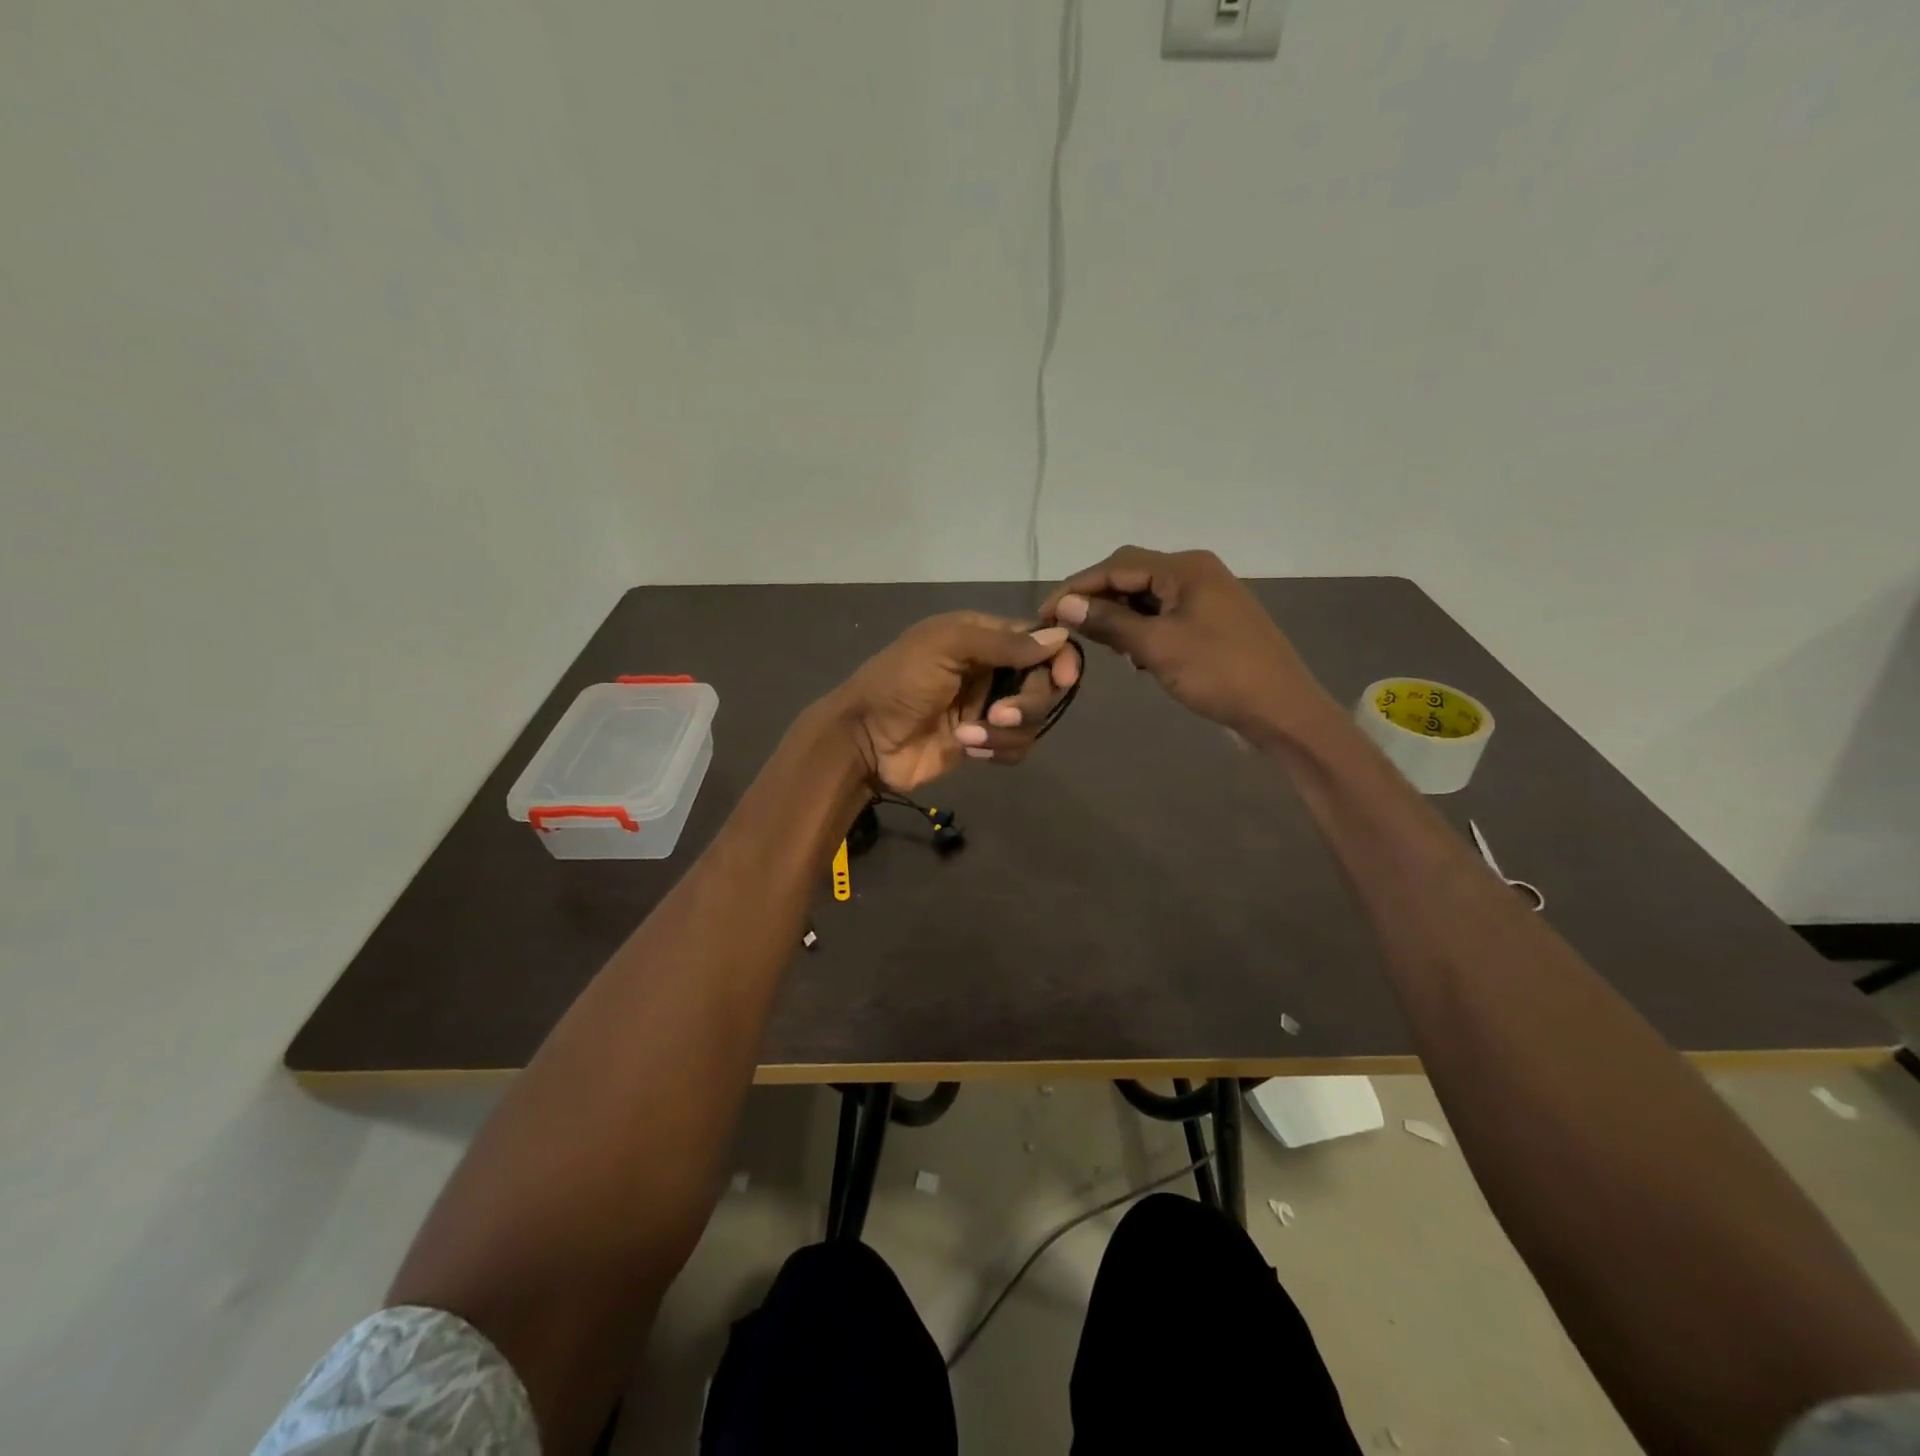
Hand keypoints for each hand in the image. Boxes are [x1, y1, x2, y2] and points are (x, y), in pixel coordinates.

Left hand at [826, 612, 1080, 792]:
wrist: (865, 739)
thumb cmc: (899, 682)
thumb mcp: (944, 647)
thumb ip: (1001, 643)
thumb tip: (1060, 639)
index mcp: (983, 637)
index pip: (1039, 641)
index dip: (1058, 658)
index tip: (1063, 678)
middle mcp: (992, 669)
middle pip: (1043, 683)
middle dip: (1028, 702)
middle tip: (998, 715)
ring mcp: (988, 708)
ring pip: (1032, 719)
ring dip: (1005, 732)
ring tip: (968, 737)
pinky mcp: (983, 743)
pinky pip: (1017, 746)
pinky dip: (998, 750)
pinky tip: (968, 750)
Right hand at [1040, 546, 1325, 734]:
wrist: (1281, 710)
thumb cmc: (1219, 673)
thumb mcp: (1157, 647)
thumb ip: (1109, 622)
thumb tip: (1064, 604)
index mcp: (1185, 568)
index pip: (1117, 566)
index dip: (1076, 587)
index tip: (1044, 613)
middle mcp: (1196, 572)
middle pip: (1131, 576)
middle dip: (1096, 600)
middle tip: (1066, 629)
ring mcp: (1206, 596)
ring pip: (1146, 597)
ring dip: (1118, 617)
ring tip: (1097, 645)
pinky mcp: (1210, 621)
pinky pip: (1164, 615)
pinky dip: (1141, 629)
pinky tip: (1131, 654)